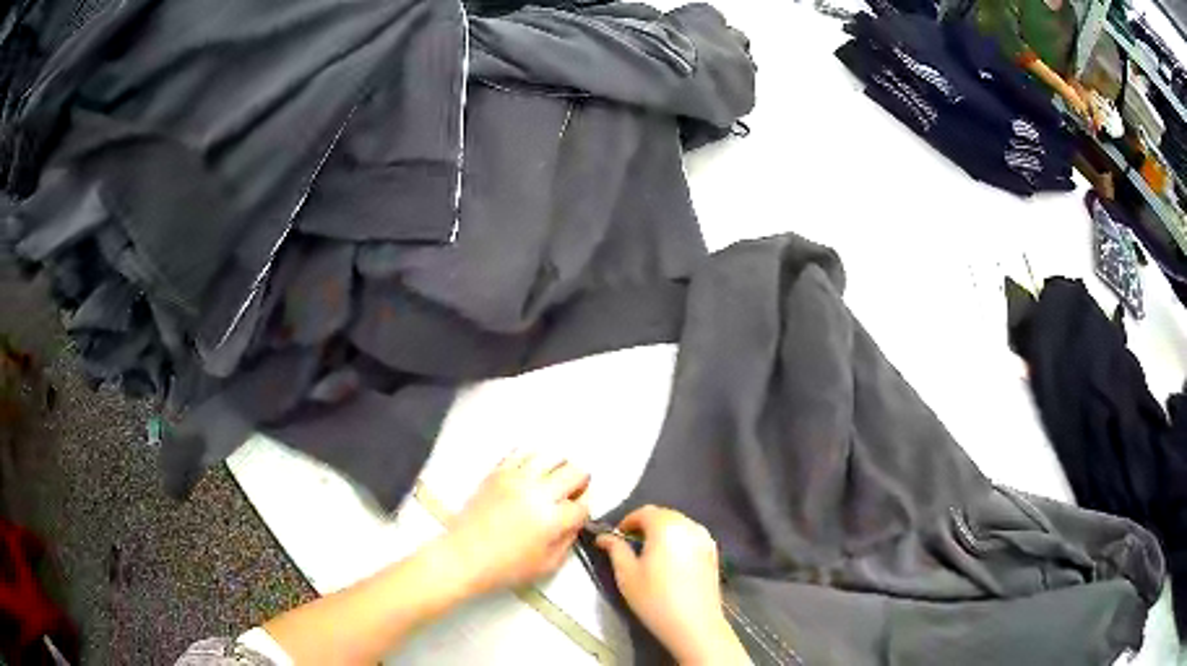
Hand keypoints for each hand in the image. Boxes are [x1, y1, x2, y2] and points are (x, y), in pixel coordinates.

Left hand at [442, 452, 590, 596]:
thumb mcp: (548, 565)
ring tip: (551, 482)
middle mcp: (537, 493)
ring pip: (551, 456)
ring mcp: (515, 479)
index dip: (584, 510)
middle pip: (574, 472)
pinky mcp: (497, 473)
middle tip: (571, 494)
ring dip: (558, 468)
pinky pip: (521, 453)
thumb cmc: (505, 567)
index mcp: (552, 519)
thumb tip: (576, 521)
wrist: (464, 556)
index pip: (583, 504)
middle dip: (579, 483)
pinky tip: (530, 474)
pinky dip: (532, 460)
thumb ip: (568, 540)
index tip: (578, 514)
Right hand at [595, 506, 747, 664]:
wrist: (695, 624)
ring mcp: (705, 538)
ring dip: (663, 532)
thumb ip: (615, 549)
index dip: (627, 521)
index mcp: (666, 526)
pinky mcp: (714, 553)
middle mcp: (689, 525)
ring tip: (650, 554)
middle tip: (630, 546)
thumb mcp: (626, 574)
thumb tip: (604, 536)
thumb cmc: (655, 599)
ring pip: (679, 525)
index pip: (644, 511)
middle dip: (645, 525)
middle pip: (664, 515)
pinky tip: (670, 562)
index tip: (617, 538)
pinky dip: (678, 541)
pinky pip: (691, 537)